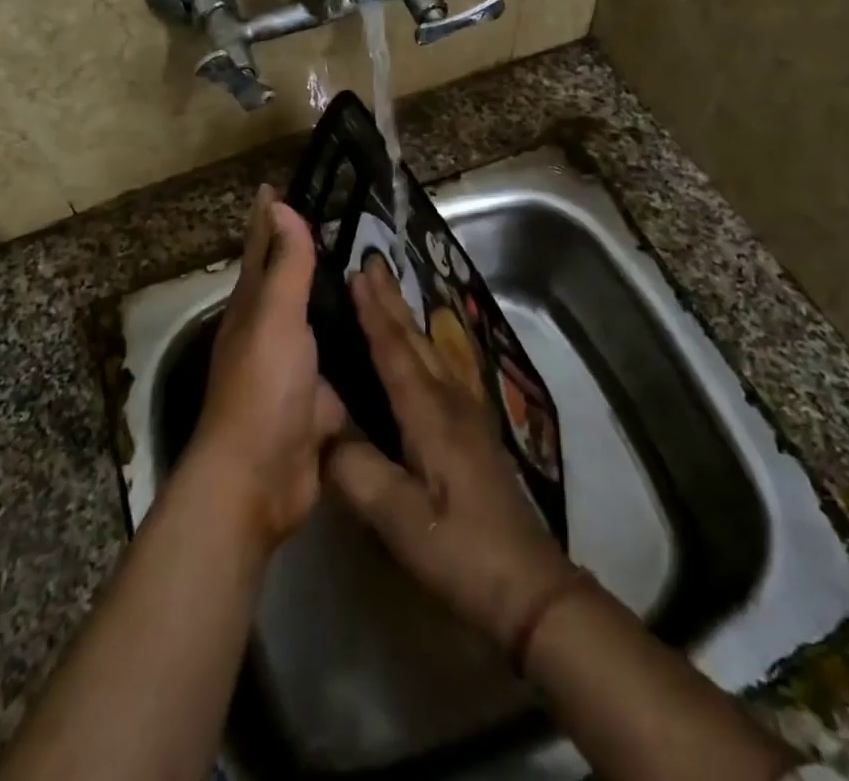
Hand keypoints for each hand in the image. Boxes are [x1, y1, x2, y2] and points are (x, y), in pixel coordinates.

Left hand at [188, 186, 346, 553]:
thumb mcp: (274, 317)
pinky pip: (344, 361)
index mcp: (253, 306)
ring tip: (373, 270)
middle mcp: (271, 331)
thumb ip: (284, 265)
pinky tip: (386, 332)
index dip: (267, 218)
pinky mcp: (321, 400)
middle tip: (343, 221)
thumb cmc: (263, 387)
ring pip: (320, 320)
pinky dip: (359, 344)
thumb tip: (279, 205)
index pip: (260, 248)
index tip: (276, 185)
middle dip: (306, 252)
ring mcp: (296, 367)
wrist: (261, 479)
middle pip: (289, 281)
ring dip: (337, 297)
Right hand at [325, 255, 577, 648]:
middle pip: (415, 340)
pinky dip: (420, 345)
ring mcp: (467, 413)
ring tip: (387, 294)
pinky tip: (419, 351)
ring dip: (405, 319)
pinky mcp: (473, 430)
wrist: (527, 585)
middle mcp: (450, 400)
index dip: (373, 311)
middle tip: (370, 264)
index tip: (356, 272)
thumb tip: (322, 432)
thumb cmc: (459, 550)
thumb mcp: (398, 519)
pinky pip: (440, 368)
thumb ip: (356, 470)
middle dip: (390, 301)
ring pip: (430, 351)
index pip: (394, 350)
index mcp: (430, 413)